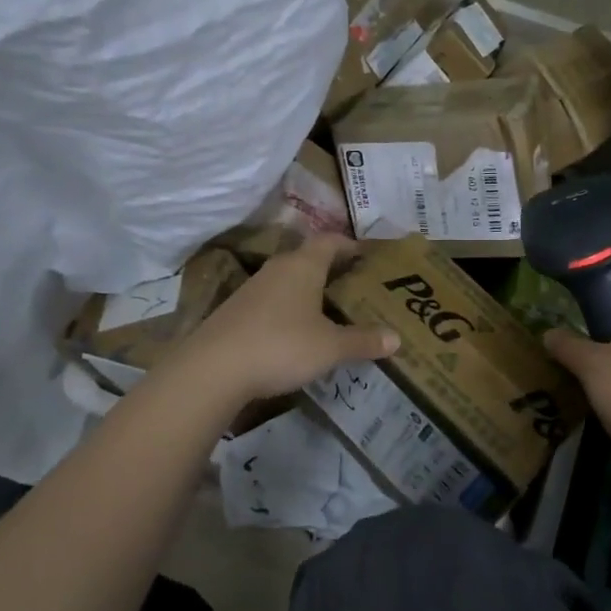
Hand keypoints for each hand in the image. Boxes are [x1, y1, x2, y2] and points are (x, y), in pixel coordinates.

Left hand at [179, 236, 398, 401]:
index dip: (349, 245)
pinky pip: (272, 302)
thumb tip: (396, 338)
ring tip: (330, 310)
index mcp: (303, 266)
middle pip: (308, 259)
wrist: (213, 369)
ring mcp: (252, 289)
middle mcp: (277, 269)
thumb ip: (363, 340)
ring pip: (288, 281)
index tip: (366, 255)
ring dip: (308, 291)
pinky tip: (297, 332)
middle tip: (355, 286)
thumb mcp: (330, 347)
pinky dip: (289, 310)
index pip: (330, 241)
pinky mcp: (236, 312)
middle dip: (332, 269)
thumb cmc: (281, 345)